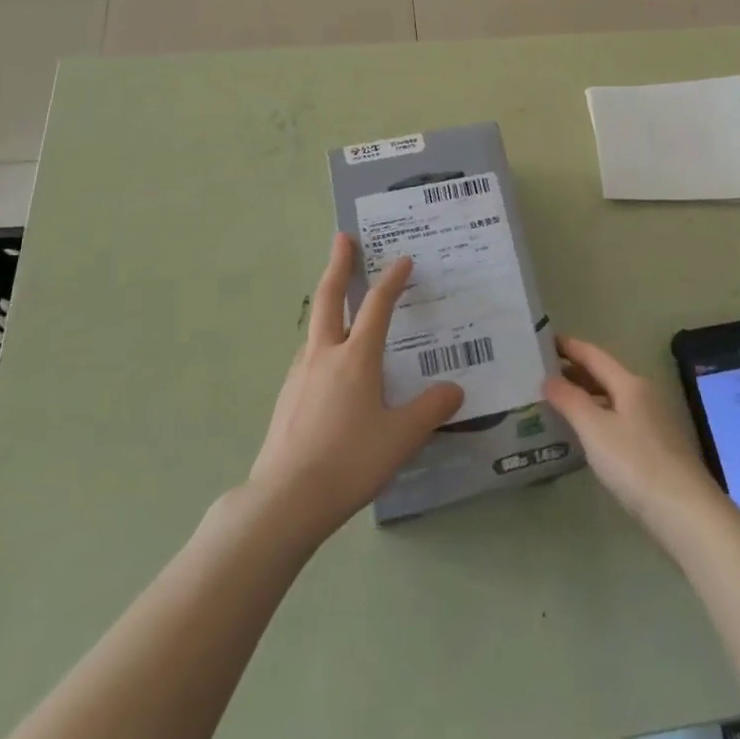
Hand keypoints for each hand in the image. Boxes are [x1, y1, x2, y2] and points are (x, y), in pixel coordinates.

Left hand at [246, 233, 463, 541]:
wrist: (285, 500)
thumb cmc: (349, 462)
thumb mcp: (400, 438)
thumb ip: (430, 410)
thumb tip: (455, 390)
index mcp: (356, 358)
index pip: (378, 305)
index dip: (392, 279)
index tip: (403, 259)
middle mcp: (325, 355)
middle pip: (330, 298)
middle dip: (338, 264)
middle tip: (342, 238)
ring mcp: (300, 375)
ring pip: (315, 327)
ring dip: (328, 304)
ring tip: (340, 303)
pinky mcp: (287, 397)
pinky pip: (308, 355)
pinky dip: (320, 340)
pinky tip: (326, 363)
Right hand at [545, 336, 726, 542]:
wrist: (686, 513)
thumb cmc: (636, 464)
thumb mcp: (595, 430)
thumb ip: (570, 400)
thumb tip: (548, 378)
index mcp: (630, 384)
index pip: (594, 355)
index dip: (569, 346)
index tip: (544, 340)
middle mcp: (645, 395)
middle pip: (605, 375)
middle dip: (575, 372)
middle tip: (544, 374)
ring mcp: (654, 422)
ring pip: (613, 399)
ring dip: (587, 396)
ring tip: (559, 403)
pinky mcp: (658, 447)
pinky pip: (620, 420)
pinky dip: (599, 417)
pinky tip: (588, 435)